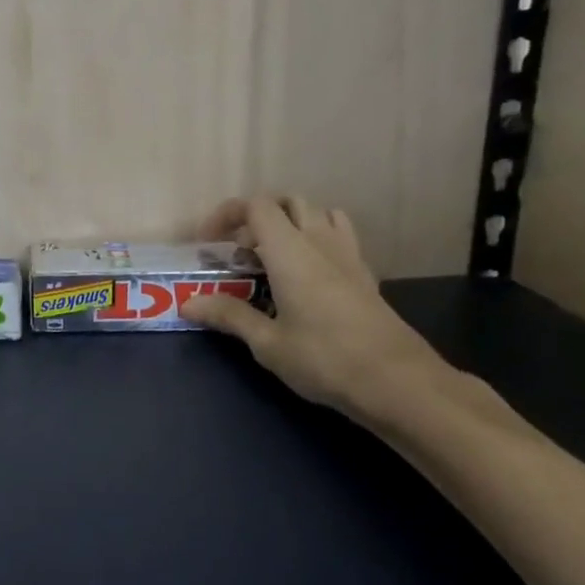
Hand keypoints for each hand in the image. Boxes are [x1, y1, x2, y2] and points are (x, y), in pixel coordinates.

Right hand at [179, 195, 447, 417]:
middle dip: (257, 216)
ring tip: (273, 255)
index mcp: (290, 251)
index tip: (208, 243)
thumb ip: (228, 315)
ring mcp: (348, 255)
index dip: (226, 215)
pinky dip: (317, 237)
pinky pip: (339, 235)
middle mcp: (319, 241)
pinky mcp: (365, 274)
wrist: (398, 382)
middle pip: (288, 202)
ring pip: (318, 213)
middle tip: (239, 250)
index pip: (256, 206)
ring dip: (291, 222)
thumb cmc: (324, 359)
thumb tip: (187, 303)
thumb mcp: (267, 343)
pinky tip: (307, 274)